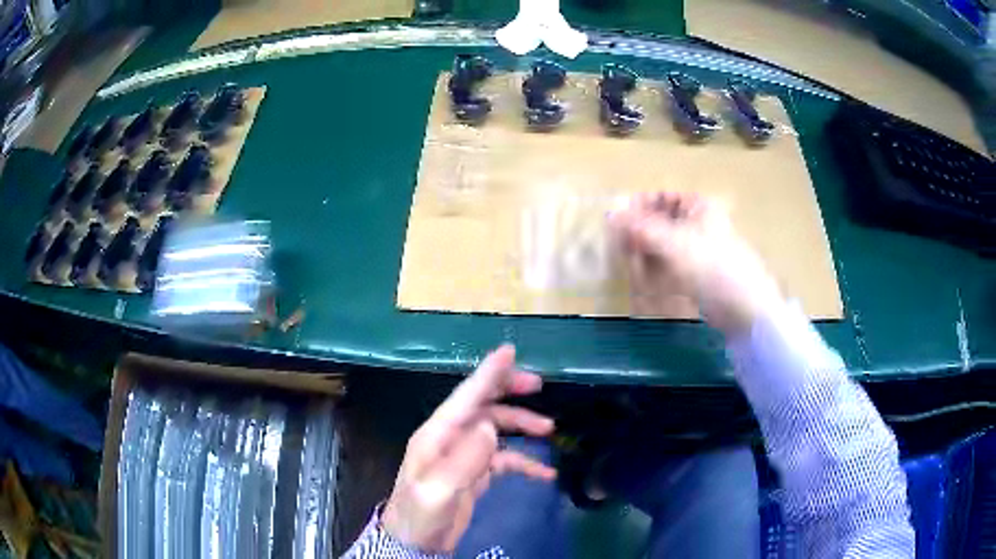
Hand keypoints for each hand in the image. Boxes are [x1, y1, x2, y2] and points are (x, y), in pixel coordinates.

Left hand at [382, 345, 555, 552]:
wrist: (415, 543)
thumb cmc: (420, 515)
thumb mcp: (438, 491)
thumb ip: (464, 459)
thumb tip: (490, 428)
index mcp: (437, 435)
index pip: (466, 396)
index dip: (488, 373)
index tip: (510, 350)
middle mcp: (450, 438)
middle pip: (483, 405)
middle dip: (508, 391)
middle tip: (539, 385)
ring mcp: (463, 456)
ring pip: (496, 429)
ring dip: (521, 425)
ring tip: (549, 430)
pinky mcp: (473, 474)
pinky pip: (503, 460)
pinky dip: (523, 462)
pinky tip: (544, 474)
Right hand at [609, 192, 782, 336]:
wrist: (745, 308)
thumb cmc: (713, 267)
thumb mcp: (675, 243)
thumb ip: (641, 227)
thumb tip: (610, 213)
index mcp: (698, 206)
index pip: (660, 197)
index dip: (637, 207)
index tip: (616, 224)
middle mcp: (698, 223)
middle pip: (659, 221)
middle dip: (640, 235)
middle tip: (623, 251)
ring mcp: (698, 249)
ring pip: (662, 245)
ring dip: (645, 255)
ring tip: (634, 270)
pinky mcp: (697, 273)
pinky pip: (669, 266)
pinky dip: (656, 271)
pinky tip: (646, 282)